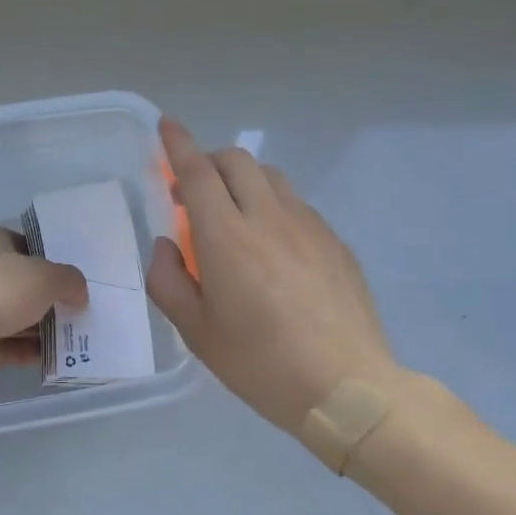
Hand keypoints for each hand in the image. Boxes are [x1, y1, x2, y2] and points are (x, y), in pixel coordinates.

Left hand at [0, 224, 87, 393]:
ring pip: (13, 316)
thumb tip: (79, 294)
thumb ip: (68, 280)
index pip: (20, 243)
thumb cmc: (0, 287)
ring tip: (75, 333)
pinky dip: (30, 350)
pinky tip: (57, 356)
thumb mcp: (46, 275)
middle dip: (46, 296)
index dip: (47, 257)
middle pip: (18, 283)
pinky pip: (8, 346)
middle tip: (78, 305)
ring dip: (41, 326)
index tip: (71, 273)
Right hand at [146, 117, 407, 436]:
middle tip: (194, 194)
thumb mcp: (196, 333)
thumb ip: (168, 280)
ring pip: (271, 177)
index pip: (198, 172)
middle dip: (209, 161)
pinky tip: (275, 247)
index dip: (178, 144)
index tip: (166, 125)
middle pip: (237, 161)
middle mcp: (268, 217)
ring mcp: (309, 226)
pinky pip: (297, 204)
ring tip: (235, 216)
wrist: (349, 390)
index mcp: (227, 237)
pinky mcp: (336, 242)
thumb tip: (168, 245)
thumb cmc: (261, 364)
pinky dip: (274, 205)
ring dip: (243, 180)